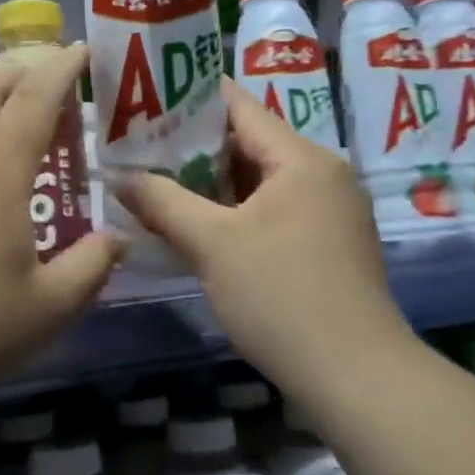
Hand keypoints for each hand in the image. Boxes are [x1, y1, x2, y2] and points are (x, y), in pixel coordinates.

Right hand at [113, 80, 399, 381]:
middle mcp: (322, 173)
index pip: (239, 106)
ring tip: (157, 182)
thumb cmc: (281, 295)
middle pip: (249, 142)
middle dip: (193, 146)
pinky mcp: (328, 243)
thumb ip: (162, 202)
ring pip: (259, 180)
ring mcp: (330, 210)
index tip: (145, 98)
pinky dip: (235, 211)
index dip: (190, 97)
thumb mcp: (211, 244)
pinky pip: (273, 210)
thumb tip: (119, 176)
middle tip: (139, 147)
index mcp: (301, 158)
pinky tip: (197, 225)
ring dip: (211, 183)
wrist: (355, 376)